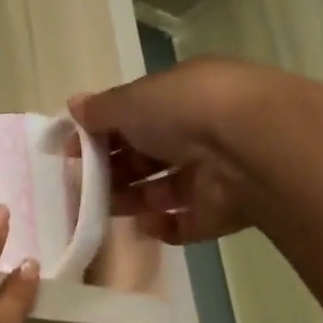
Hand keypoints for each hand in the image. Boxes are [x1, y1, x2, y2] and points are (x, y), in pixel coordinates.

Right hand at [70, 56, 283, 243]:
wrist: (250, 148)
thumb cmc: (185, 111)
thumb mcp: (132, 100)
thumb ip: (100, 109)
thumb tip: (74, 106)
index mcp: (182, 96)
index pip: (135, 115)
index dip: (101, 133)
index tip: (72, 151)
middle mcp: (199, 132)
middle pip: (146, 155)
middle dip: (112, 170)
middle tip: (81, 186)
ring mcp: (212, 174)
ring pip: (161, 190)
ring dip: (131, 199)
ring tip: (102, 209)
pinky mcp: (220, 211)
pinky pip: (184, 223)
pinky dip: (162, 226)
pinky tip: (143, 225)